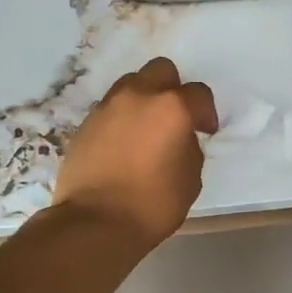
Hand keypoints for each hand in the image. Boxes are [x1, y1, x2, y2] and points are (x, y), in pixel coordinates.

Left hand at [53, 58, 217, 247]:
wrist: (96, 222)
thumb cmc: (153, 204)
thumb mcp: (190, 179)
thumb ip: (189, 148)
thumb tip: (179, 139)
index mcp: (172, 107)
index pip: (198, 93)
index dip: (206, 112)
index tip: (205, 131)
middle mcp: (138, 96)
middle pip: (161, 70)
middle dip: (172, 89)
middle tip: (174, 118)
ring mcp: (107, 107)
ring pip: (131, 84)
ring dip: (143, 99)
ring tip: (145, 129)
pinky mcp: (85, 123)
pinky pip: (109, 109)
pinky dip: (120, 119)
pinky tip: (122, 145)